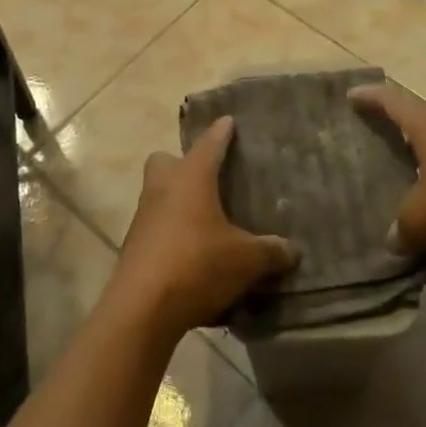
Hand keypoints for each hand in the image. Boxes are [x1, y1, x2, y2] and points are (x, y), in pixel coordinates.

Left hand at [108, 117, 296, 337]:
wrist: (143, 306)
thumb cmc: (198, 264)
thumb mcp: (246, 260)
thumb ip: (270, 251)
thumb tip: (291, 249)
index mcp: (191, 177)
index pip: (209, 144)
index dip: (221, 132)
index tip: (228, 120)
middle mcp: (163, 187)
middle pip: (166, 160)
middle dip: (182, 163)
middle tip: (205, 176)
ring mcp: (144, 215)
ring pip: (157, 192)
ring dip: (176, 199)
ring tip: (203, 218)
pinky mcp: (134, 244)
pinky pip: (155, 225)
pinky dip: (170, 231)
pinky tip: (190, 252)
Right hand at [350, 83, 425, 266]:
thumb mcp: (424, 220)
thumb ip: (402, 229)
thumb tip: (394, 240)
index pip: (393, 101)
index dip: (370, 97)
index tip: (351, 95)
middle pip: (420, 124)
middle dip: (397, 133)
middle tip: (374, 144)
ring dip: (425, 168)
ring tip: (406, 189)